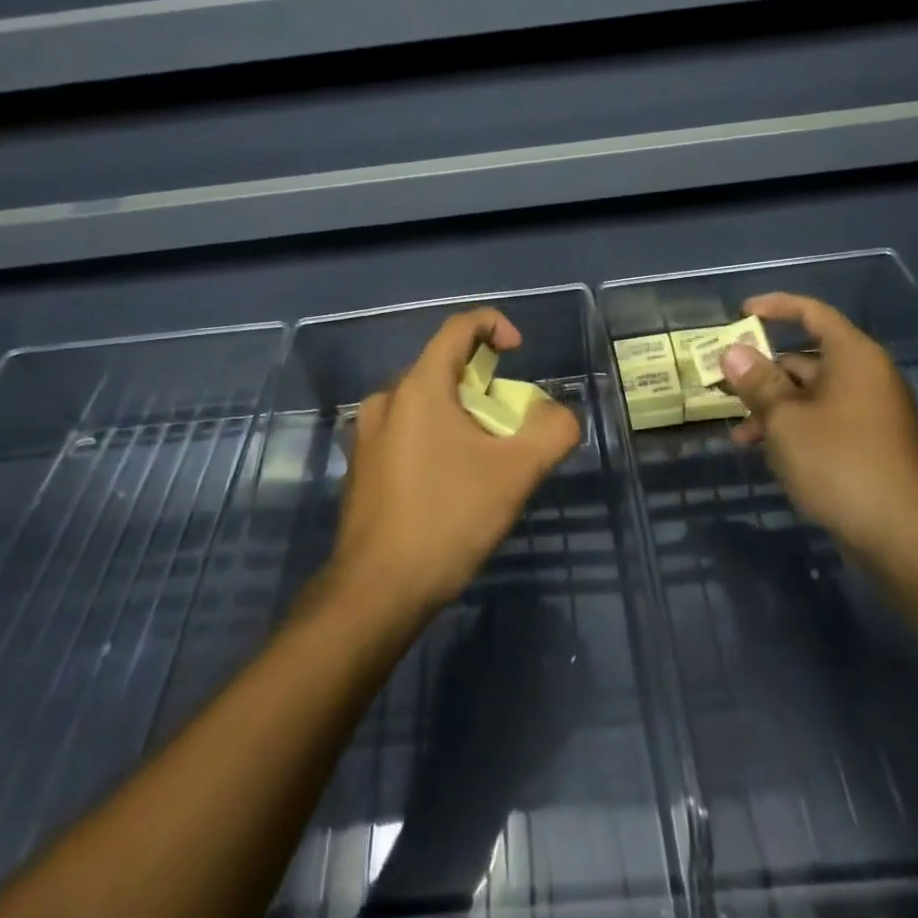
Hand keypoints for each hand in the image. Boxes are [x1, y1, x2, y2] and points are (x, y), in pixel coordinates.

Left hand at [333, 308, 580, 613]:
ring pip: (426, 405)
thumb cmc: (447, 520)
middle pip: (444, 369)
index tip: (519, 352)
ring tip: (487, 462)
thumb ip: (551, 431)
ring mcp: (367, 435)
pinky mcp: (361, 466)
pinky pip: (408, 432)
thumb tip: (556, 414)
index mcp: (418, 388)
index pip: (458, 328)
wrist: (377, 591)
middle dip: (485, 387)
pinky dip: (438, 439)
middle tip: (511, 427)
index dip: (494, 326)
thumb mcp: (516, 474)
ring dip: (463, 417)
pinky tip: (452, 486)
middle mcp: (386, 400)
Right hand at [719, 293, 917, 555]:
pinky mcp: (865, 443)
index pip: (812, 313)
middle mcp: (864, 377)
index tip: (741, 313)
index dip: (776, 307)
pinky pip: (820, 419)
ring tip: (738, 431)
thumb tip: (733, 351)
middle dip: (762, 370)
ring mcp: (867, 412)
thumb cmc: (838, 462)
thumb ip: (757, 382)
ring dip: (771, 405)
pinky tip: (763, 450)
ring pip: (809, 393)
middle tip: (723, 382)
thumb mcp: (785, 419)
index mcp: (853, 357)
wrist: (899, 533)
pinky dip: (791, 426)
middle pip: (806, 356)